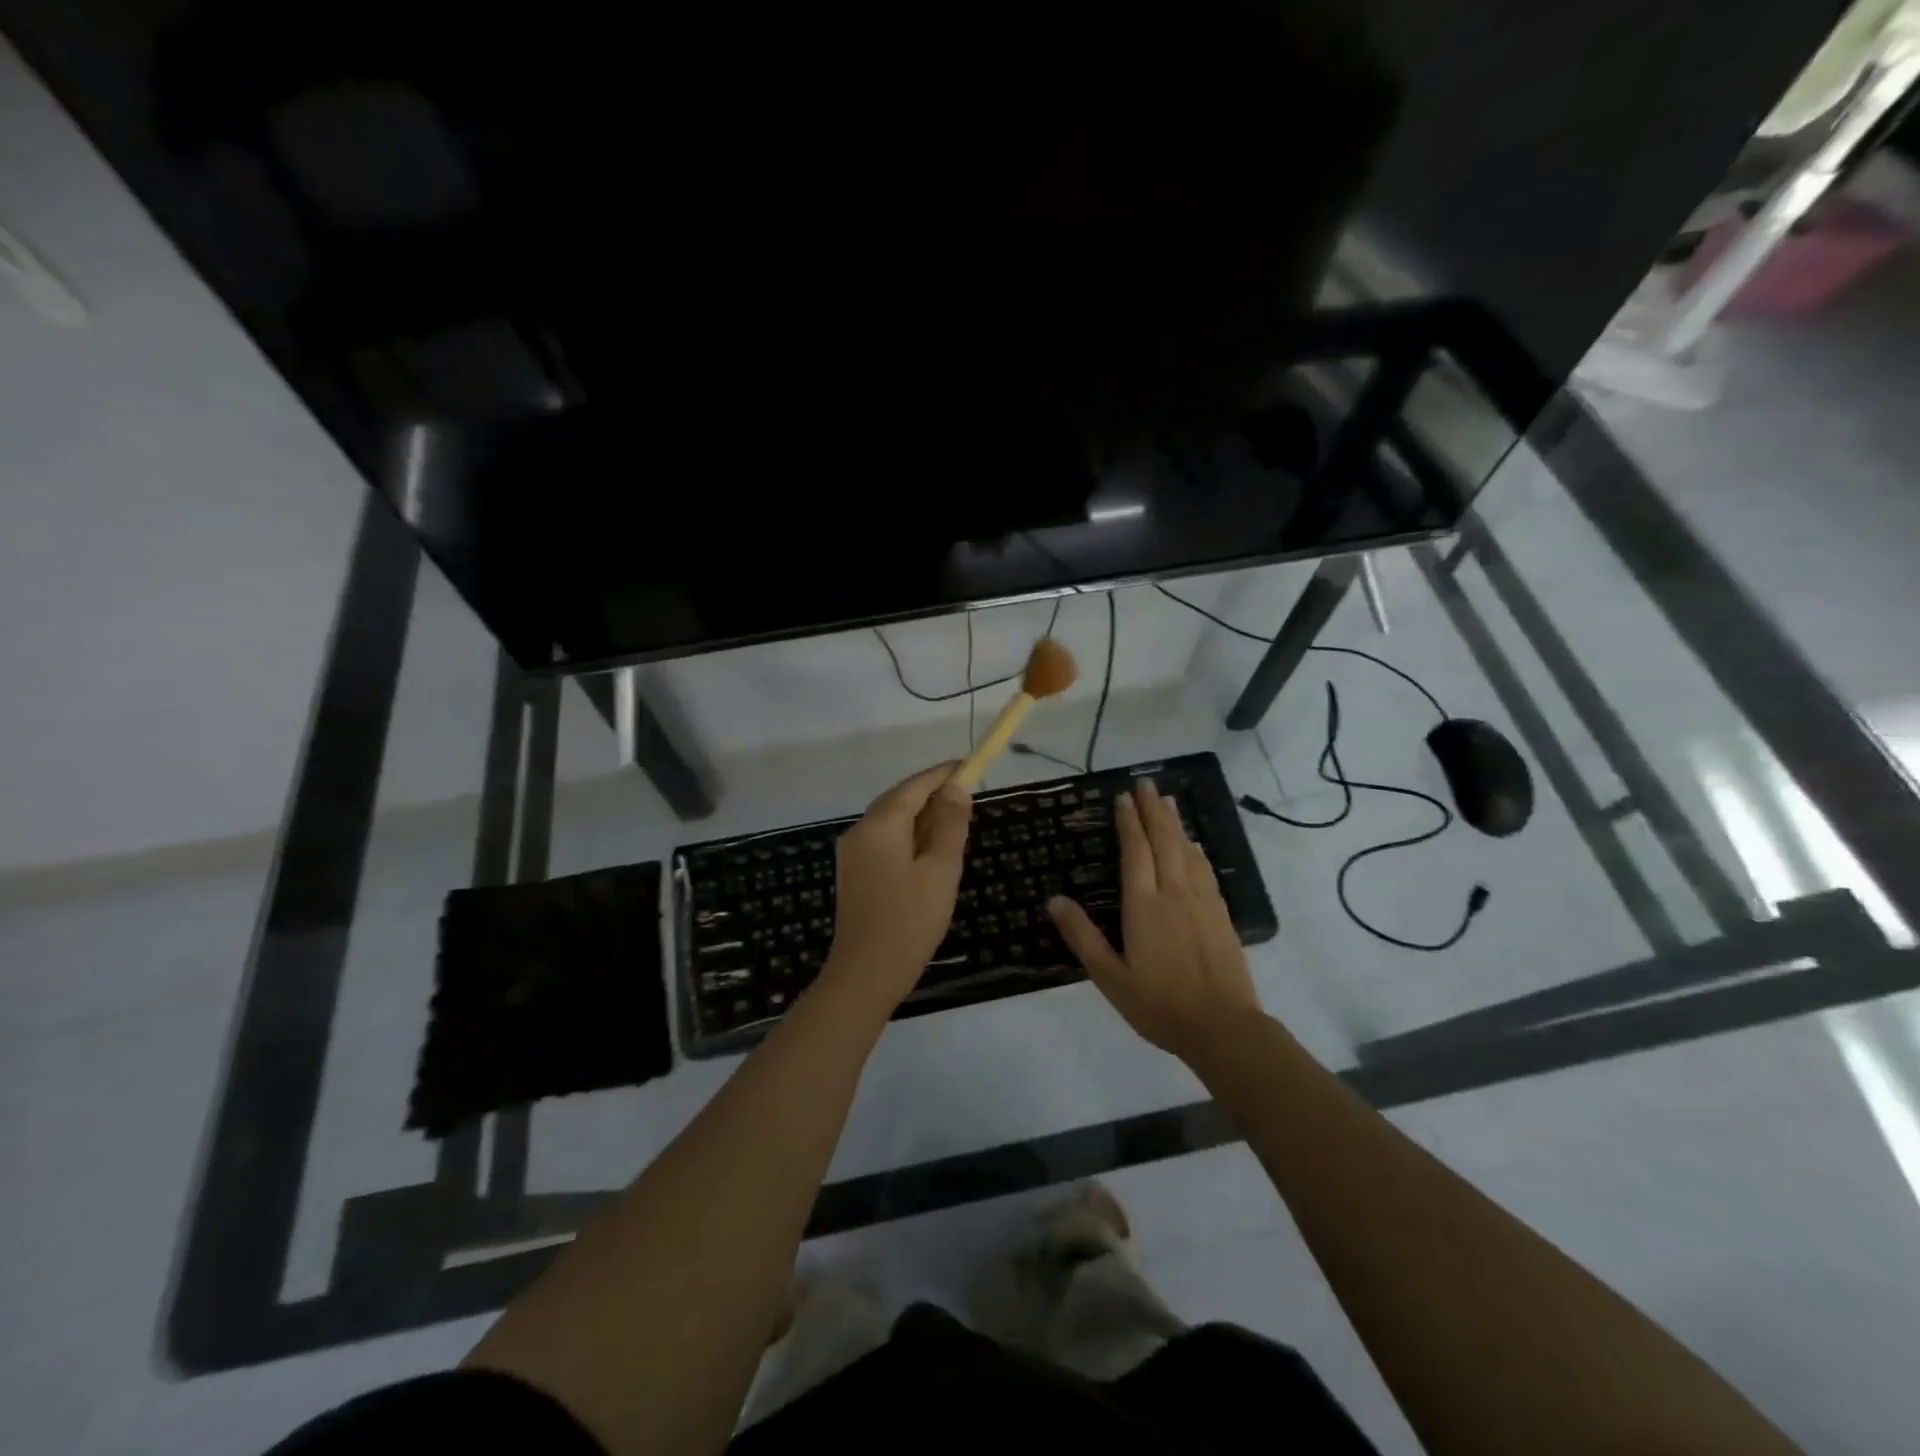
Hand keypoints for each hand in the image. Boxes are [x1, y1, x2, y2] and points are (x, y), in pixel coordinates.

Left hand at [822, 763, 972, 1008]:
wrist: (865, 974)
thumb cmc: (910, 920)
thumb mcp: (941, 869)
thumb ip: (950, 823)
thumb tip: (957, 787)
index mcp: (880, 824)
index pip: (915, 785)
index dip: (944, 774)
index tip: (971, 766)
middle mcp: (860, 830)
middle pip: (900, 799)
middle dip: (933, 795)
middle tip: (967, 799)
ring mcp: (852, 853)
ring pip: (891, 821)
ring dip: (921, 817)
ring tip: (954, 826)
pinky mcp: (853, 873)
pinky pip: (884, 840)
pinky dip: (908, 837)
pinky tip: (928, 854)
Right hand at [1047, 780, 1263, 1061]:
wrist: (1223, 1027)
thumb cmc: (1159, 1004)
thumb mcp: (1110, 977)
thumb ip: (1081, 936)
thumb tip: (1054, 899)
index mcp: (1143, 904)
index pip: (1136, 851)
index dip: (1129, 821)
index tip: (1123, 797)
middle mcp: (1173, 892)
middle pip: (1164, 840)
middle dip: (1153, 810)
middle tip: (1146, 782)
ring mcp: (1202, 901)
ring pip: (1187, 850)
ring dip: (1175, 822)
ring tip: (1167, 800)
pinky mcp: (1221, 913)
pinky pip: (1205, 869)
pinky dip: (1196, 849)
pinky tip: (1194, 844)